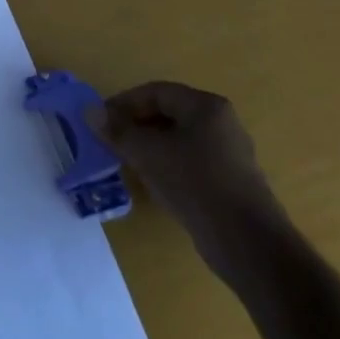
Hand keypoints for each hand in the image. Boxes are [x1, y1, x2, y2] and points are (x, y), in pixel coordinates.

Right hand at [88, 80, 287, 282]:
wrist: (249, 246)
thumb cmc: (197, 185)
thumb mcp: (149, 154)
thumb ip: (118, 131)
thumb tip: (89, 111)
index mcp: (206, 106)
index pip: (156, 92)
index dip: (124, 103)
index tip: (101, 120)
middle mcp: (221, 123)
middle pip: (167, 114)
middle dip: (135, 125)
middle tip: (110, 140)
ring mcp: (228, 154)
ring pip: (177, 140)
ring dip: (148, 146)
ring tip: (125, 161)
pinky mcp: (229, 182)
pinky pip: (189, 162)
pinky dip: (166, 165)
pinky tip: (152, 182)